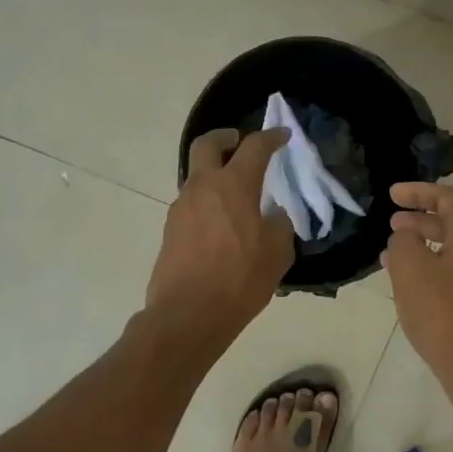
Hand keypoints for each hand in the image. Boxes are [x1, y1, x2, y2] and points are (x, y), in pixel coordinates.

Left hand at [145, 128, 294, 347]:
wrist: (188, 314)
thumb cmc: (239, 279)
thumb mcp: (277, 252)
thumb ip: (279, 226)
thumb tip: (273, 216)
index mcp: (233, 185)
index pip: (254, 147)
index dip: (271, 138)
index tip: (282, 136)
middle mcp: (203, 188)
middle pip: (207, 144)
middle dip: (225, 137)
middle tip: (239, 141)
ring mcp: (181, 208)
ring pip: (197, 177)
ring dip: (215, 175)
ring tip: (236, 195)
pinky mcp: (171, 231)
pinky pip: (192, 205)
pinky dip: (208, 203)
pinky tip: (223, 226)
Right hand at [382, 183, 452, 391]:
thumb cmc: (444, 314)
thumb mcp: (411, 270)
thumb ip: (404, 242)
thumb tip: (407, 235)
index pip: (448, 197)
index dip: (418, 192)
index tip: (391, 195)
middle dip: (421, 220)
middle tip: (392, 224)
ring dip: (427, 247)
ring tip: (395, 257)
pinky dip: (437, 269)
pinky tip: (417, 288)